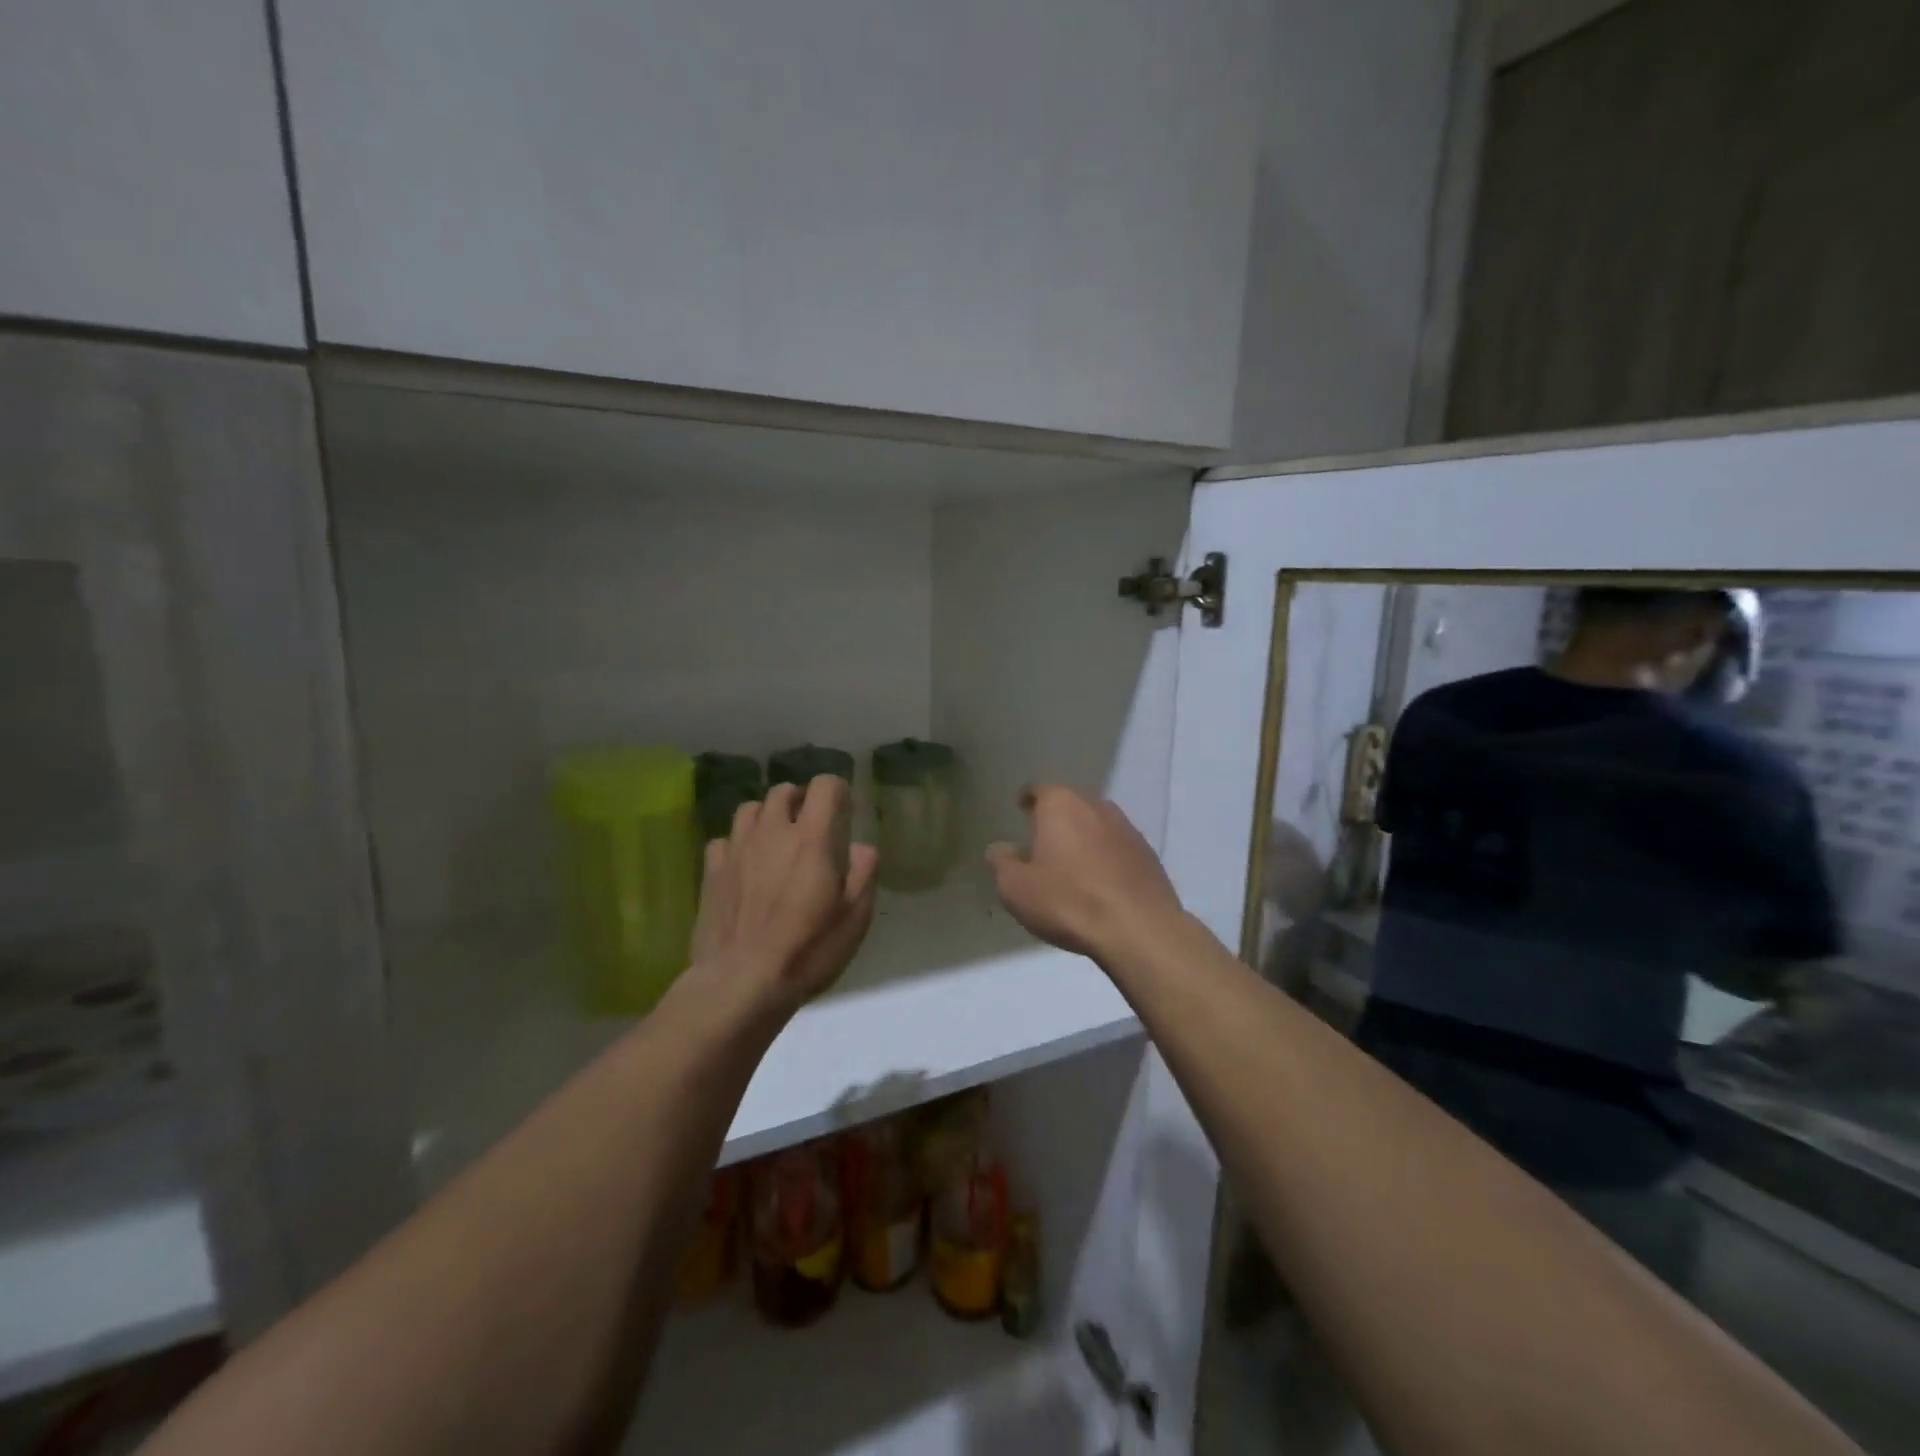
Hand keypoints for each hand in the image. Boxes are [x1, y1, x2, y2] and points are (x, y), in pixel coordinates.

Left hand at [688, 776, 879, 1020]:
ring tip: (775, 839)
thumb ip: (864, 873)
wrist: (740, 983)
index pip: (824, 786)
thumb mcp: (855, 918)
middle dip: (800, 800)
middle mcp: (771, 832)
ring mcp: (736, 849)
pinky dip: (737, 844)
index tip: (843, 810)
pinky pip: (724, 840)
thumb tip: (861, 847)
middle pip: (783, 791)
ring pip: (749, 808)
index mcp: (811, 838)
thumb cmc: (807, 950)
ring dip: (766, 816)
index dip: (836, 791)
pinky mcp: (711, 871)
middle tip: (810, 826)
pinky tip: (743, 865)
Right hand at [985, 786, 1183, 960]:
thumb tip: (1000, 848)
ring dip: (1084, 837)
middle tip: (1043, 841)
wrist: (1139, 929)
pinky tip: (1100, 881)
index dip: (1028, 800)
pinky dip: (1106, 856)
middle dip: (1057, 818)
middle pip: (1071, 803)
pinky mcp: (1148, 854)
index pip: (1039, 790)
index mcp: (1061, 805)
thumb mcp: (1016, 888)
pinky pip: (1118, 847)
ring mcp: (1127, 828)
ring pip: (1097, 824)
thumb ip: (1002, 862)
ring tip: (1072, 863)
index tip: (1021, 811)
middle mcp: (1096, 806)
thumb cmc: (1068, 902)